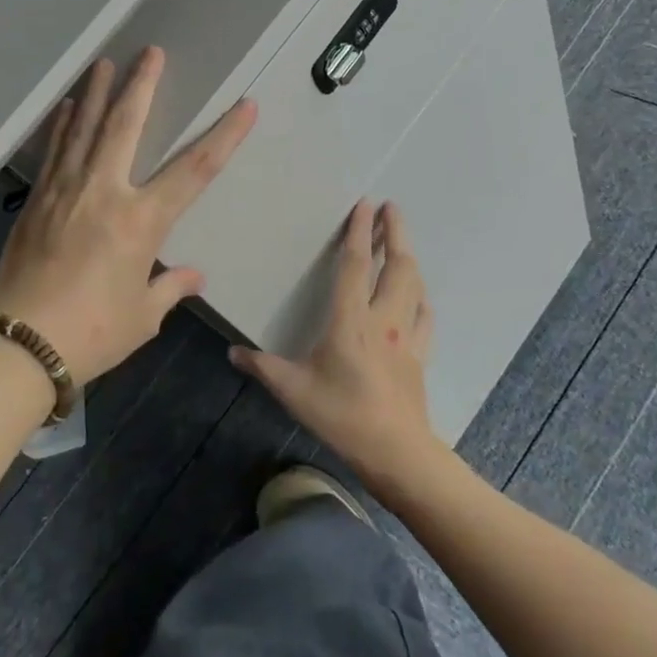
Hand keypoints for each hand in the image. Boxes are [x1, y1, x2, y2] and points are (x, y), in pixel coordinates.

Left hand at [0, 47, 256, 383]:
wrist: (18, 345)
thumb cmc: (91, 333)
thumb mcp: (142, 316)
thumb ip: (169, 288)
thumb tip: (193, 275)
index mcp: (140, 222)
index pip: (194, 170)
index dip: (224, 136)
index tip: (244, 106)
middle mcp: (104, 193)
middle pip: (126, 126)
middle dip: (142, 86)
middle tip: (151, 52)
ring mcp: (65, 191)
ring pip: (83, 128)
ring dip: (96, 92)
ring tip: (105, 62)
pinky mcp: (36, 200)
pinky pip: (53, 151)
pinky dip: (61, 125)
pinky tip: (65, 107)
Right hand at [229, 200, 439, 495]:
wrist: (396, 452)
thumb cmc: (342, 416)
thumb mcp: (293, 390)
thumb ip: (262, 367)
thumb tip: (232, 352)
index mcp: (350, 321)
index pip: (355, 265)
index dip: (359, 232)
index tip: (365, 204)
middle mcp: (383, 319)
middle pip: (396, 265)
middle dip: (396, 232)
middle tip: (392, 208)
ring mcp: (406, 337)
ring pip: (414, 286)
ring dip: (408, 259)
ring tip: (401, 243)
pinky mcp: (420, 356)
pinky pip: (424, 317)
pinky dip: (421, 298)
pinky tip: (419, 297)